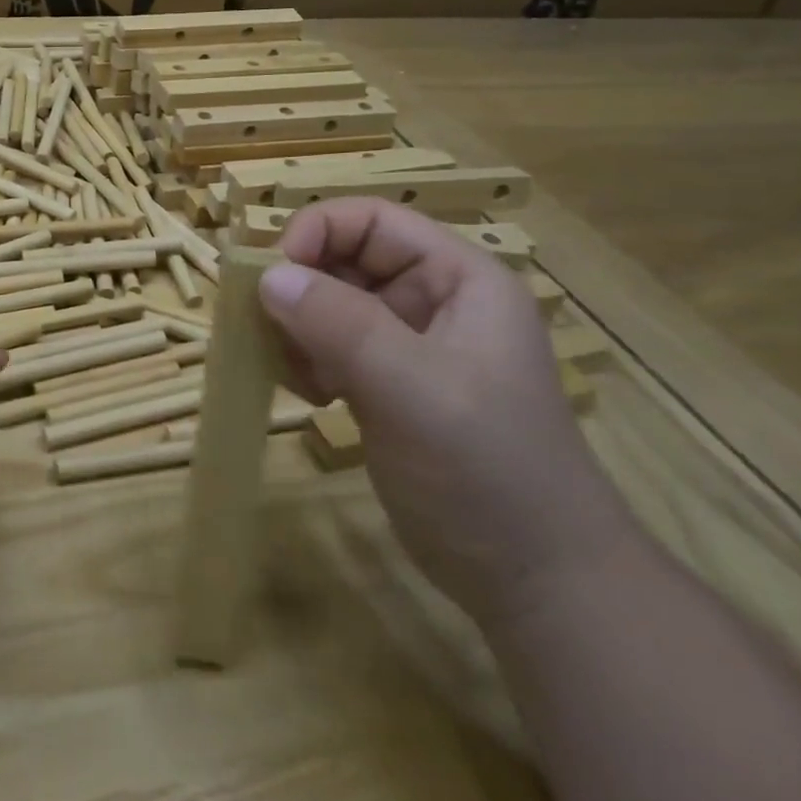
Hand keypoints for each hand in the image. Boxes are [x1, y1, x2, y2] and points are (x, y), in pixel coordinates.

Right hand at [257, 199, 638, 626]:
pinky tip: (312, 397)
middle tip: (271, 331)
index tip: (272, 279)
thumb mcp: (413, 388)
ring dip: (298, 328)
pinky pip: (328, 346)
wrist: (534, 581)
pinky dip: (306, 360)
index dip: (315, 233)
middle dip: (301, 288)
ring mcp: (408, 344)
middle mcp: (432, 300)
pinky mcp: (386, 384)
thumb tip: (267, 276)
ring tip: (298, 374)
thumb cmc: (487, 471)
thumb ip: (340, 324)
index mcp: (457, 278)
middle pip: (344, 258)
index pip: (371, 219)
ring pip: (328, 303)